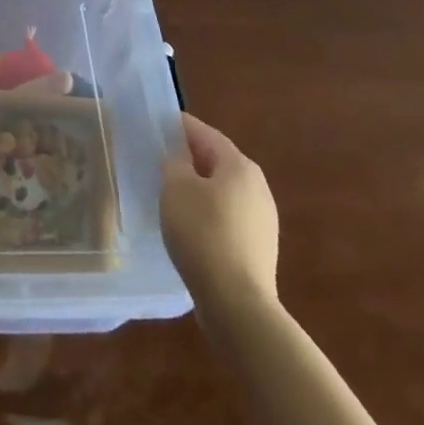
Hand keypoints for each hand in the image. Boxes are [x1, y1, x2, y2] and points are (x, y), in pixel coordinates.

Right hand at [160, 113, 279, 306]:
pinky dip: (208, 210)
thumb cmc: (202, 233)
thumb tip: (180, 157)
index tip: (161, 122)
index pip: (206, 134)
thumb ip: (175, 163)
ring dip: (200, 186)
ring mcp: (263, 219)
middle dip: (191, 157)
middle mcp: (258, 187)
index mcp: (240, 166)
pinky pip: (228, 215)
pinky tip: (190, 224)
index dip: (182, 126)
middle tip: (163, 156)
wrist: (237, 302)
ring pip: (224, 190)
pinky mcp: (259, 246)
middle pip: (218, 161)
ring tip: (172, 191)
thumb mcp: (176, 188)